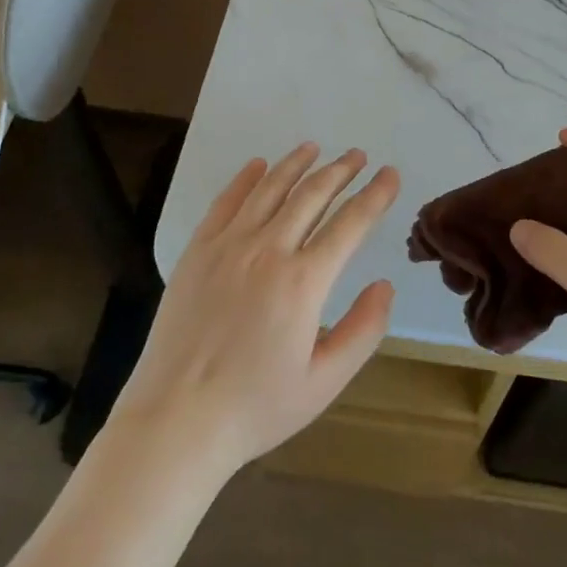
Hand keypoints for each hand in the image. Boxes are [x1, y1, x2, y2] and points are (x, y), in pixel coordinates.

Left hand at [108, 144, 398, 480]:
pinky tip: (258, 165)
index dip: (375, 195)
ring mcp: (228, 245)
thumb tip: (385, 285)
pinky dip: (246, 178)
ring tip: (315, 148)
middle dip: (340, 171)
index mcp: (303, 282)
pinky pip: (226, 201)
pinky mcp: (197, 250)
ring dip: (296, 164)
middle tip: (358, 155)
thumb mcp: (324, 383)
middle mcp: (268, 250)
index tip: (390, 174)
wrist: (176, 418)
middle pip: (311, 195)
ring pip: (270, 189)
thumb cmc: (255, 407)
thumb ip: (362, 331)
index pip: (350, 224)